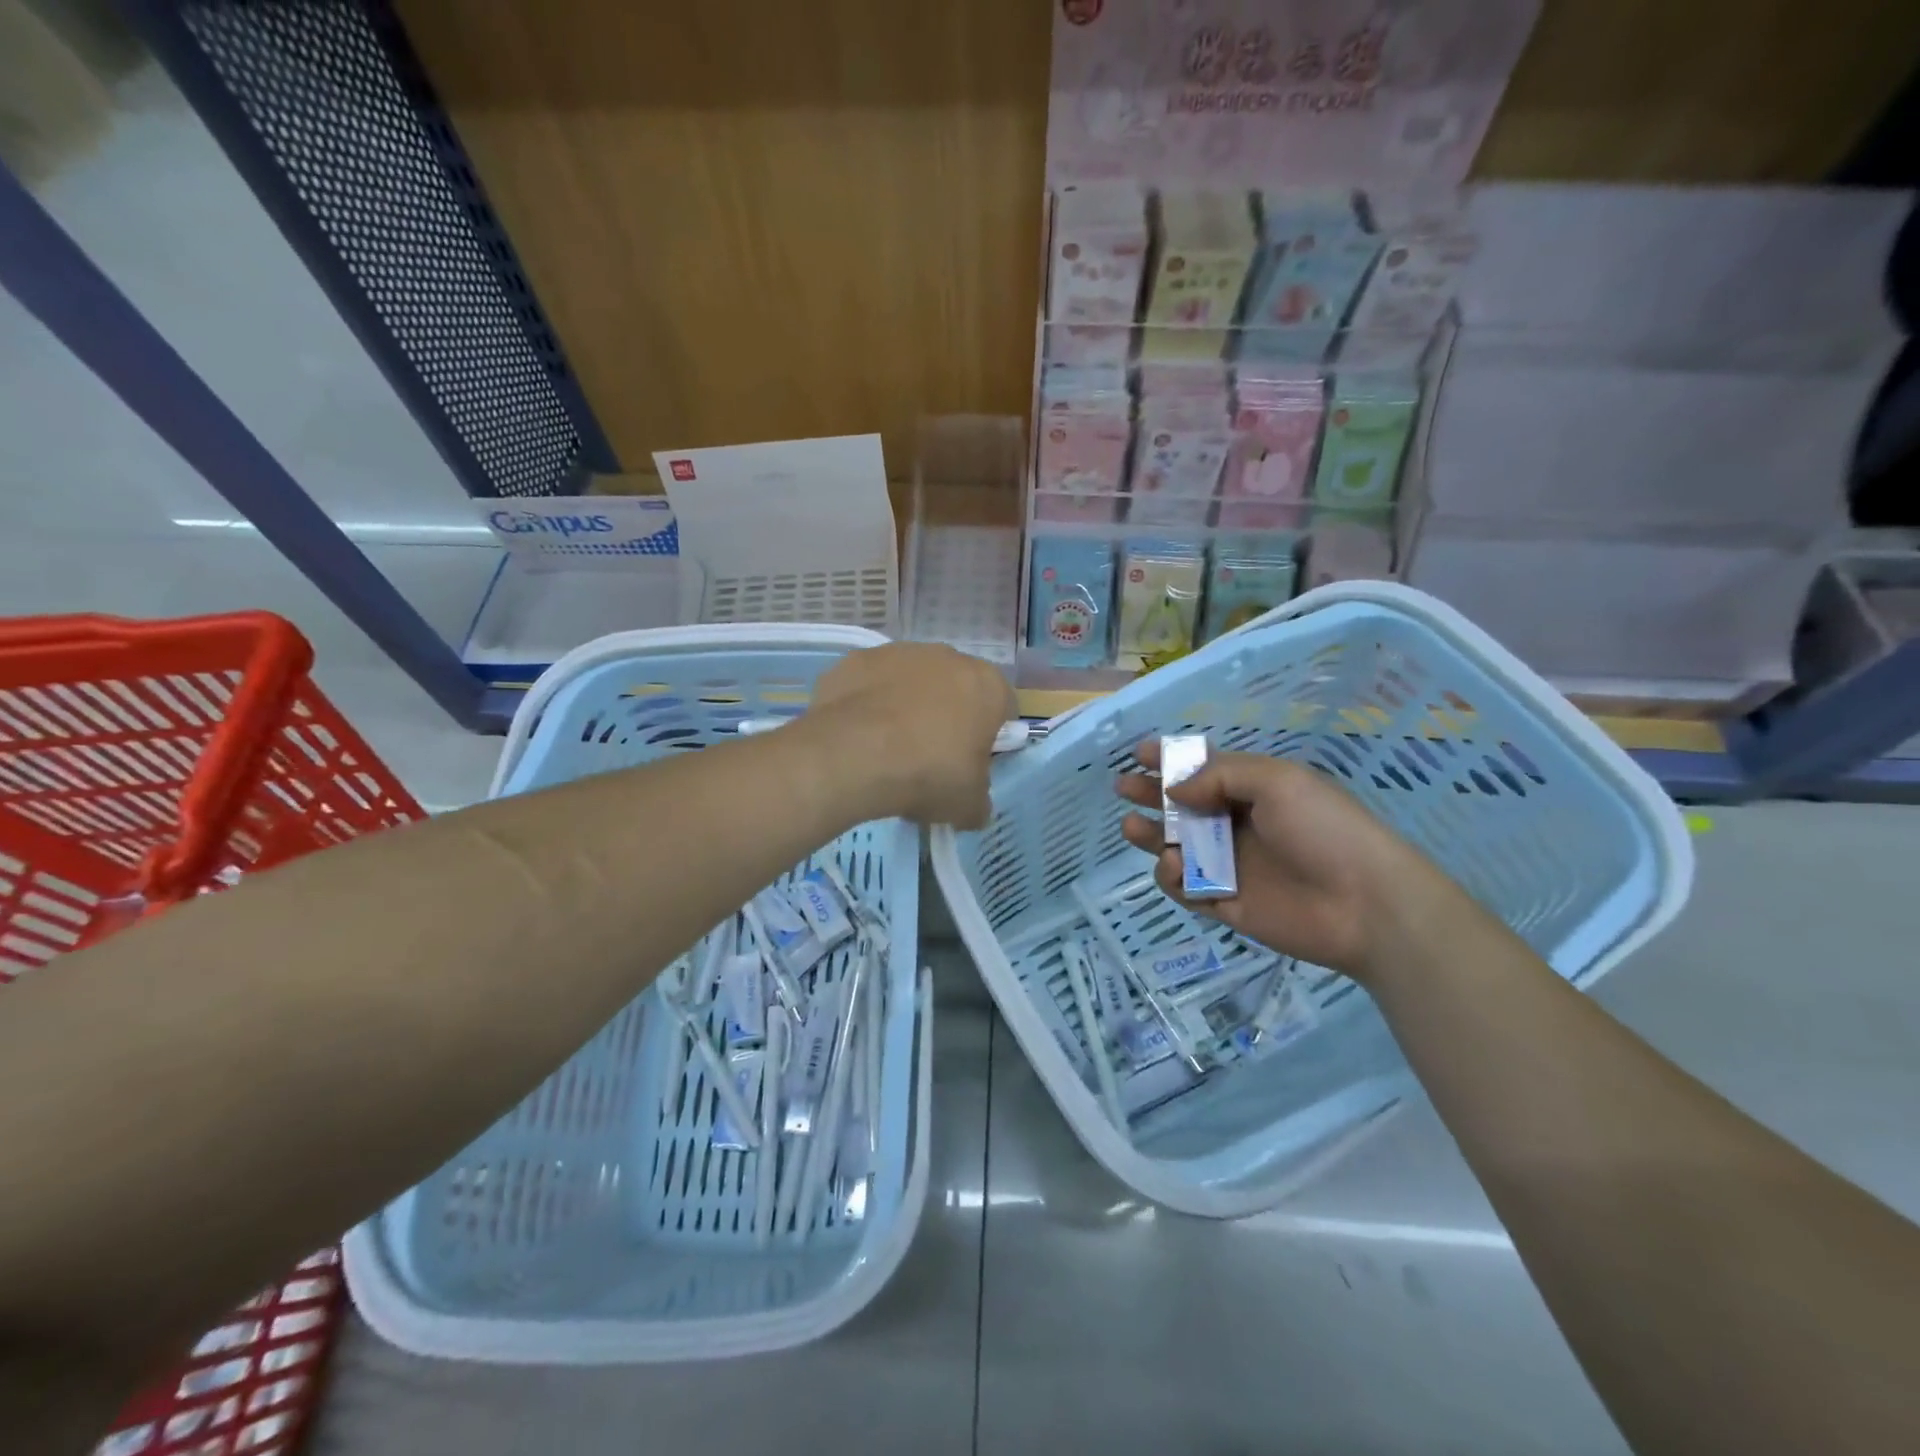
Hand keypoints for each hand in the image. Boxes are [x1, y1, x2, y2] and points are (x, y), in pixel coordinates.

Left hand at [807, 644, 1014, 828]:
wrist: (853, 755)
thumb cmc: (928, 773)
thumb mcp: (968, 805)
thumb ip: (979, 799)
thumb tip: (974, 805)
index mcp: (987, 685)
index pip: (1002, 708)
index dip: (990, 737)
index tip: (972, 762)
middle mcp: (947, 657)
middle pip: (956, 688)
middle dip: (947, 716)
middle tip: (930, 756)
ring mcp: (899, 652)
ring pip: (912, 681)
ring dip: (907, 705)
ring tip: (888, 747)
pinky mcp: (857, 659)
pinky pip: (872, 684)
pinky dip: (869, 704)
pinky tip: (858, 735)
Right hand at [1115, 740, 1459, 983]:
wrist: (1366, 905)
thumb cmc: (1324, 830)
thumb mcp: (1277, 781)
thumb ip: (1220, 776)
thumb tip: (1175, 789)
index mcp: (1253, 791)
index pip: (1204, 770)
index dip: (1171, 760)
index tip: (1139, 753)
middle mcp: (1237, 825)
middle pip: (1182, 807)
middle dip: (1151, 794)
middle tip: (1124, 788)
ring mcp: (1229, 865)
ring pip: (1176, 846)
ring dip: (1151, 835)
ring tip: (1131, 828)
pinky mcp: (1224, 902)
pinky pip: (1185, 887)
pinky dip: (1171, 876)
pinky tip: (1172, 865)